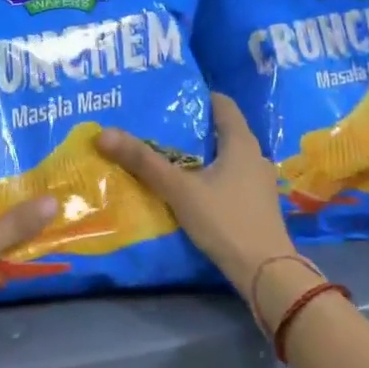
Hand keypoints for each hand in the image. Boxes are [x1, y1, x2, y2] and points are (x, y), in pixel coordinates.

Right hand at [96, 93, 293, 298]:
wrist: (265, 271)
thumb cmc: (224, 220)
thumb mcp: (179, 189)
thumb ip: (143, 161)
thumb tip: (103, 133)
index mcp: (241, 142)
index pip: (222, 104)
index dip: (196, 97)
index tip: (168, 99)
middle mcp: (255, 155)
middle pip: (221, 131)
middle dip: (191, 129)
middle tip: (158, 128)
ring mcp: (258, 182)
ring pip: (225, 157)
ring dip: (199, 156)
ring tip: (168, 158)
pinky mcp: (256, 204)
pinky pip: (229, 179)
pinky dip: (209, 177)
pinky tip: (189, 189)